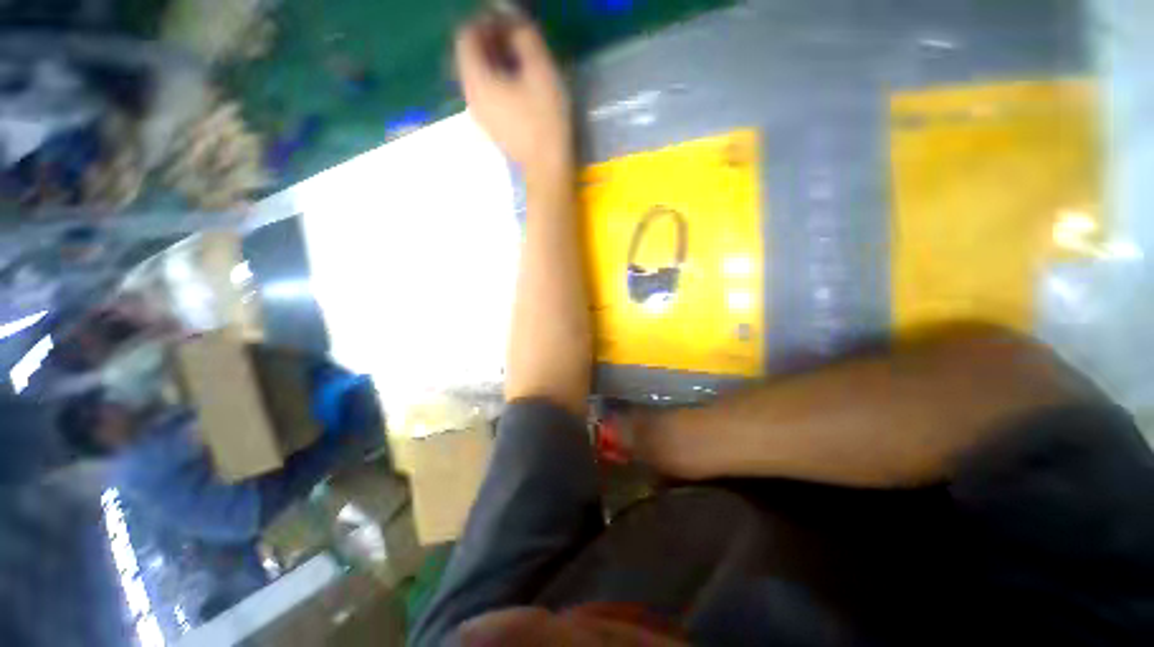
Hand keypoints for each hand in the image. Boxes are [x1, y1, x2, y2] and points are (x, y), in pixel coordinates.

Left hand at [455, 17, 571, 177]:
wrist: (547, 168)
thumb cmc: (545, 121)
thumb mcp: (541, 71)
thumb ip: (525, 38)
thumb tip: (514, 23)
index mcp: (477, 80)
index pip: (466, 37)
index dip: (485, 22)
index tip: (509, 23)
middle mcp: (471, 96)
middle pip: (469, 57)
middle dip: (489, 41)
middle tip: (515, 38)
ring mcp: (480, 115)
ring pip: (477, 77)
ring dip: (494, 61)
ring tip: (519, 60)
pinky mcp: (491, 128)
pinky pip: (485, 94)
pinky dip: (496, 81)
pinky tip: (517, 86)